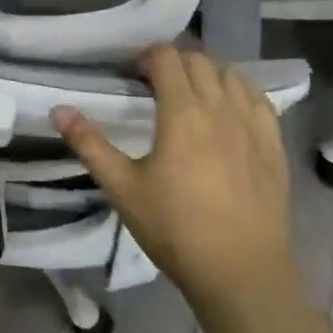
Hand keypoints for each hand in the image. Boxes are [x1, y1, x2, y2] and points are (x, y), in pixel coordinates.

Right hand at [53, 44, 299, 310]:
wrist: (241, 276)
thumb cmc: (175, 230)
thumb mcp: (122, 188)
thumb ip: (89, 144)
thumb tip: (58, 109)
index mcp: (182, 112)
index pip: (166, 57)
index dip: (146, 56)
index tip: (131, 75)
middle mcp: (220, 108)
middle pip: (198, 60)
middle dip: (174, 62)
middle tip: (155, 85)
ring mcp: (252, 126)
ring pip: (231, 74)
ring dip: (207, 74)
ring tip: (191, 96)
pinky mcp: (274, 146)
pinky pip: (259, 99)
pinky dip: (239, 92)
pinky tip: (229, 111)